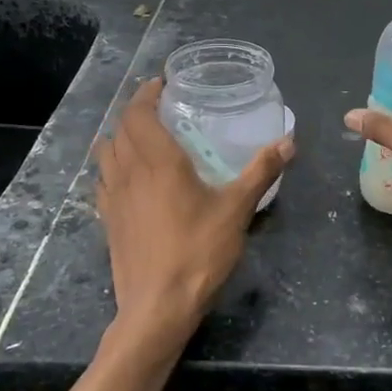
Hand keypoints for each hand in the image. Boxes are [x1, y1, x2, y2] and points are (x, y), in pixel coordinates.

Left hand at [96, 78, 293, 362]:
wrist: (157, 306)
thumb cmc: (199, 252)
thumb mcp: (237, 209)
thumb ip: (261, 171)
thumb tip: (289, 141)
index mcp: (158, 161)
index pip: (140, 113)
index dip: (147, 94)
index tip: (161, 84)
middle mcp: (129, 171)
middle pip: (120, 128)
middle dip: (136, 110)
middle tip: (158, 106)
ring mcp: (112, 197)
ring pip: (105, 152)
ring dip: (119, 135)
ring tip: (141, 135)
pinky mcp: (107, 220)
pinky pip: (102, 179)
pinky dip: (111, 165)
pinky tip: (127, 175)